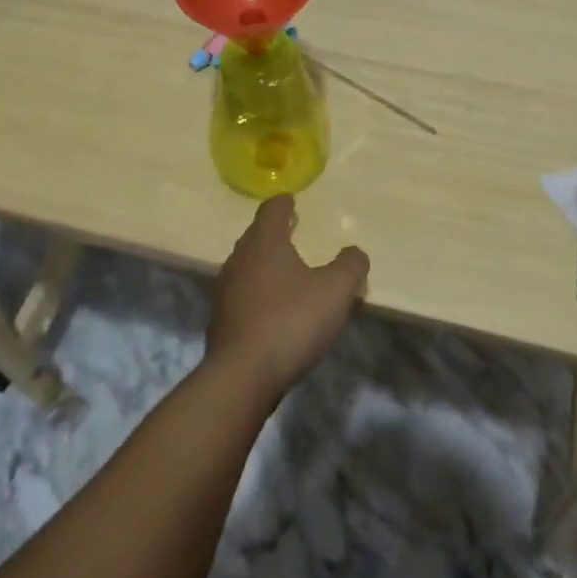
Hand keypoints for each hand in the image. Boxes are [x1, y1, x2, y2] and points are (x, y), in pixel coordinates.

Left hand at [205, 194, 368, 403]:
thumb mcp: (335, 291)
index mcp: (264, 242)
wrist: (242, 377)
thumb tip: (355, 252)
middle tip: (292, 231)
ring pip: (247, 265)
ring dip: (265, 263)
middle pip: (256, 236)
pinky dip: (258, 292)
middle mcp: (239, 259)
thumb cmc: (291, 321)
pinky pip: (243, 294)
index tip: (292, 200)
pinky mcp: (221, 321)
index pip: (271, 210)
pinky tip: (273, 308)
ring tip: (286, 270)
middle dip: (274, 232)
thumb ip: (350, 265)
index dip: (283, 203)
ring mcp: (225, 291)